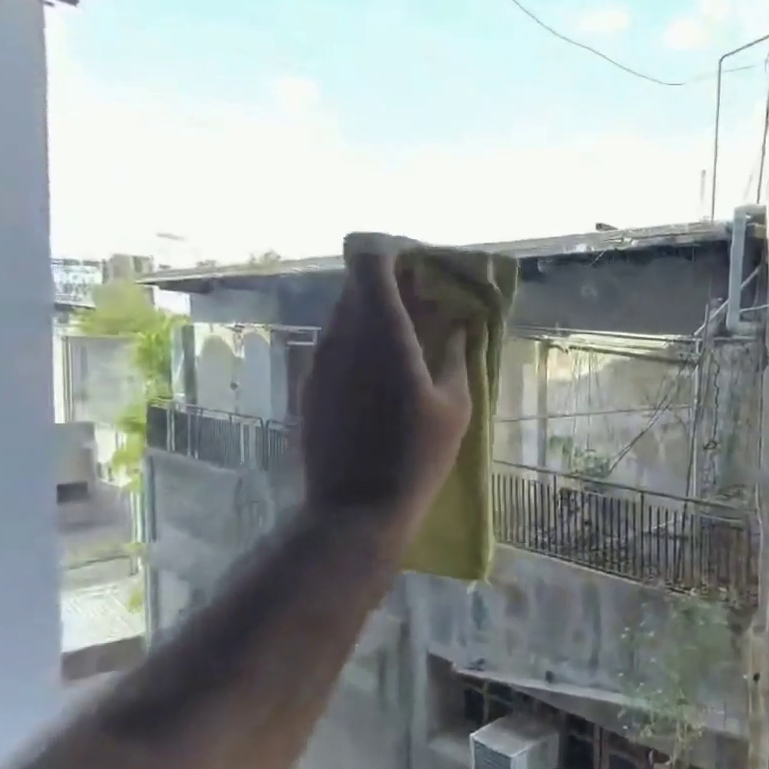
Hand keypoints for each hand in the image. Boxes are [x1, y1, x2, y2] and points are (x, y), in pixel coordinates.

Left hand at [301, 249, 471, 536]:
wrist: (354, 510)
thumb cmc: (416, 457)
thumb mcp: (455, 407)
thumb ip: (456, 356)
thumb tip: (459, 326)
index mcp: (382, 333)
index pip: (371, 262)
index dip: (395, 258)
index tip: (424, 273)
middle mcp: (341, 336)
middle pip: (358, 285)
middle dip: (392, 288)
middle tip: (426, 310)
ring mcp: (319, 360)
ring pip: (344, 315)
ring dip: (375, 317)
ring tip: (408, 346)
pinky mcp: (309, 384)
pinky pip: (335, 344)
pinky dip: (359, 345)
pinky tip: (382, 379)